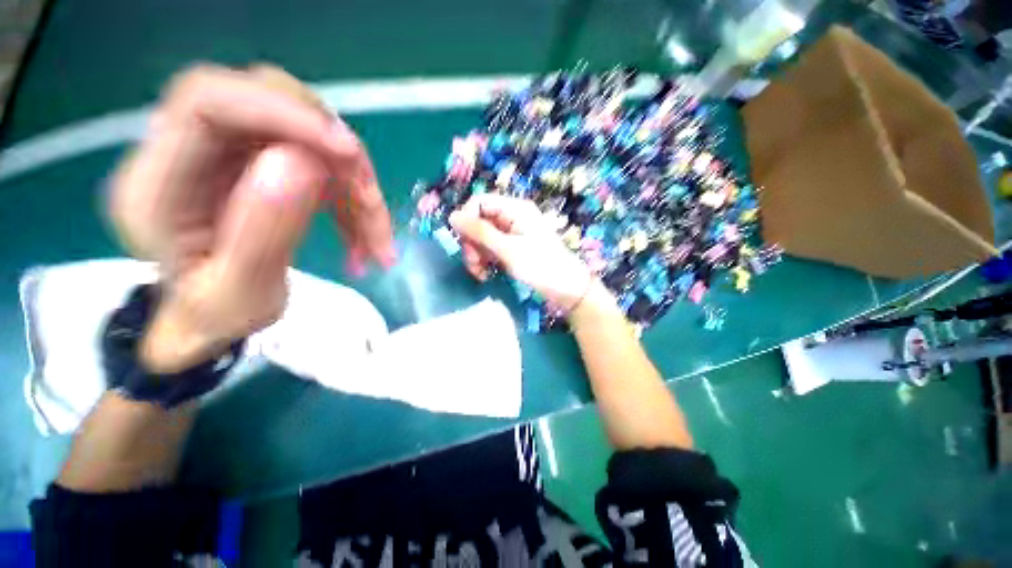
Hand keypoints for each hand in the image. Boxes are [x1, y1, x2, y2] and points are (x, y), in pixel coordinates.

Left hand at [109, 65, 394, 370]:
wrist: (209, 316)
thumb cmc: (217, 317)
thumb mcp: (240, 298)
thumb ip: (263, 235)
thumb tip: (303, 162)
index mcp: (155, 187)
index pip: (207, 103)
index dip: (283, 112)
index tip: (349, 153)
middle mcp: (185, 152)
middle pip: (268, 103)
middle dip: (333, 151)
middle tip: (369, 200)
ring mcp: (226, 152)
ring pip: (307, 133)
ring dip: (354, 184)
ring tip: (376, 240)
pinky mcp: (261, 161)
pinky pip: (321, 161)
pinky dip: (353, 197)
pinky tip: (365, 235)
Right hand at [449, 194, 591, 308]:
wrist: (567, 289)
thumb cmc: (540, 266)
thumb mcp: (508, 250)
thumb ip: (480, 232)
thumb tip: (452, 216)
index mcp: (515, 209)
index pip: (479, 202)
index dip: (466, 219)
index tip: (462, 241)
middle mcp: (512, 216)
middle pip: (479, 221)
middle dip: (472, 243)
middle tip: (473, 264)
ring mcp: (512, 233)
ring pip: (482, 237)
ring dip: (476, 255)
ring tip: (480, 274)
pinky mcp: (512, 247)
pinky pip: (491, 248)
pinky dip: (485, 260)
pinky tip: (486, 274)